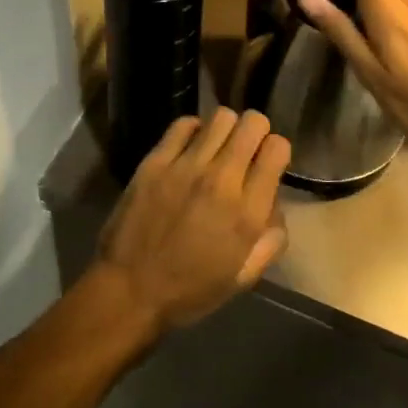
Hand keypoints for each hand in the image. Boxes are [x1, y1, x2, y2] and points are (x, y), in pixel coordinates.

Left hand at [93, 109, 290, 333]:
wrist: (130, 289)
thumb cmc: (190, 290)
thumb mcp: (243, 277)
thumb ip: (270, 240)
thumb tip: (275, 206)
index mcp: (248, 213)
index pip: (277, 148)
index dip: (276, 151)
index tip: (266, 164)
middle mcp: (222, 181)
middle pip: (252, 123)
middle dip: (256, 131)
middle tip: (245, 149)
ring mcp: (186, 166)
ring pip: (221, 117)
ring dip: (226, 128)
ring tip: (218, 147)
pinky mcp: (156, 161)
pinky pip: (183, 124)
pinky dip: (193, 130)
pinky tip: (190, 148)